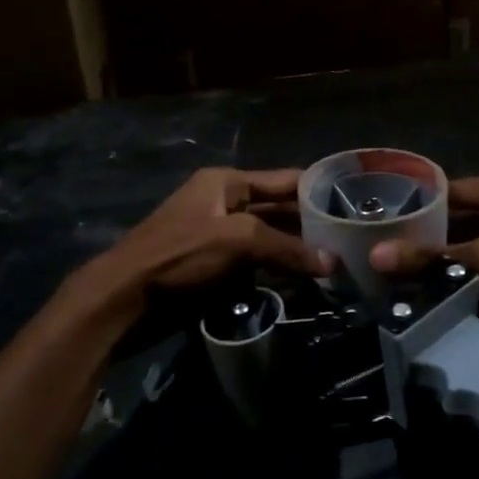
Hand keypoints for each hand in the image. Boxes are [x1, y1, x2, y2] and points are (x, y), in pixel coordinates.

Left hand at [94, 167, 331, 296]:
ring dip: (297, 251)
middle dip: (312, 225)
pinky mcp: (216, 268)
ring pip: (270, 240)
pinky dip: (278, 271)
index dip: (318, 189)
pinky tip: (306, 282)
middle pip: (279, 210)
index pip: (284, 180)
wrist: (124, 298)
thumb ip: (286, 248)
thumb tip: (332, 263)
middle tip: (353, 240)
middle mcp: (226, 203)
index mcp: (227, 182)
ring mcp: (220, 237)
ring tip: (339, 263)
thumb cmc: (179, 255)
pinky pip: (257, 264)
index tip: (355, 203)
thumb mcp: (236, 241)